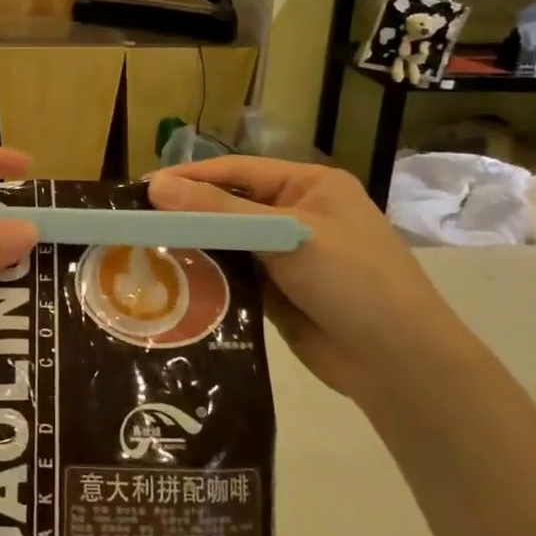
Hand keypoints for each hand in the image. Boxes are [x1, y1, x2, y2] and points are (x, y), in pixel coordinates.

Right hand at [147, 156, 467, 401]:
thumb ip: (219, 212)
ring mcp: (287, 256)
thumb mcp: (287, 235)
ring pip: (228, 242)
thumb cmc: (352, 280)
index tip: (143, 188)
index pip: (237, 171)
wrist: (400, 363)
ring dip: (194, 246)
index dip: (190, 177)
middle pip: (230, 205)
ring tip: (144, 250)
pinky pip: (234, 275)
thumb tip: (156, 186)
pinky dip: (208, 276)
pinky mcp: (277, 293)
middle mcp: (296, 215)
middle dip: (187, 212)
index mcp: (310, 186)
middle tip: (135, 221)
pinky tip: (173, 281)